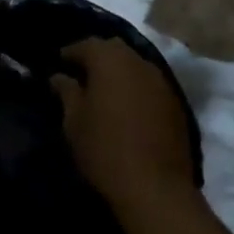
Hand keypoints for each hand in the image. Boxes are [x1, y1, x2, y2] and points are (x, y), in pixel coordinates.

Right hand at [50, 37, 195, 212]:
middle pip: (114, 49)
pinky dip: (135, 88)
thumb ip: (67, 92)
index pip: (86, 44)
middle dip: (96, 57)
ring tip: (103, 91)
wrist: (155, 188)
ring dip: (118, 72)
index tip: (58, 64)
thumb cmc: (104, 150)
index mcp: (110, 60)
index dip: (70, 52)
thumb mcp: (74, 121)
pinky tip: (126, 106)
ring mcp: (161, 81)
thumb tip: (59, 76)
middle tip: (80, 74)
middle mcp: (138, 62)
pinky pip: (149, 84)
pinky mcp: (176, 103)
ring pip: (135, 65)